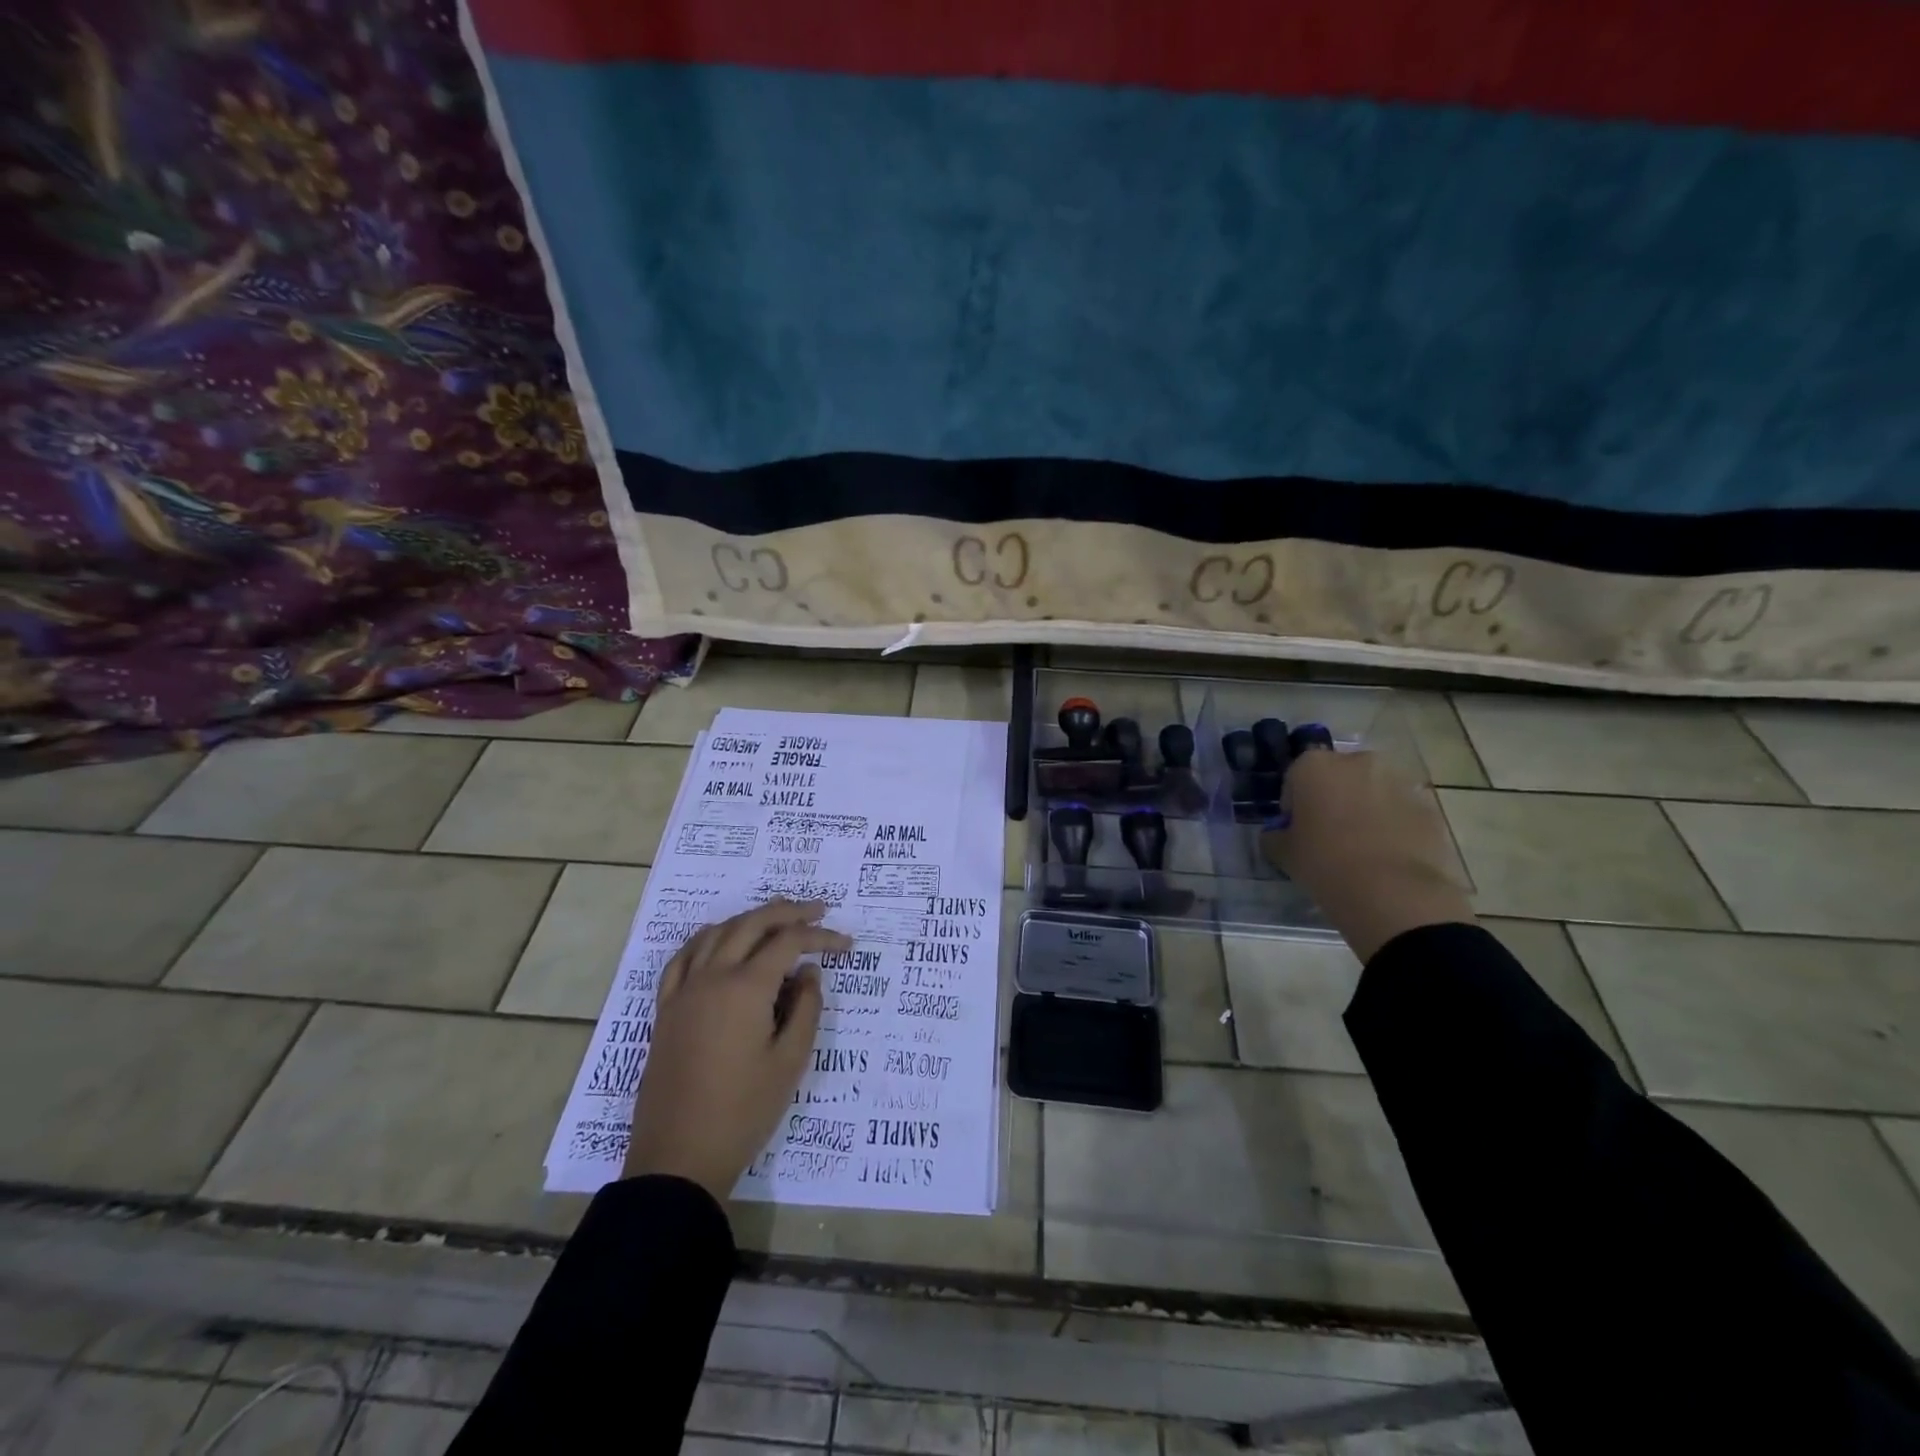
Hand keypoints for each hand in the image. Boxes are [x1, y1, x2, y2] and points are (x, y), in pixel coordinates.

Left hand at [623, 899, 851, 1199]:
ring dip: (750, 918)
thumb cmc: (743, 1111)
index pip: (789, 942)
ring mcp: (684, 991)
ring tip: (776, 918)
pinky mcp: (666, 1009)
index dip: (821, 937)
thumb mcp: (790, 1062)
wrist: (678, 1158)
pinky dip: (706, 938)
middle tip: (818, 910)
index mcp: (746, 988)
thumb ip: (806, 1008)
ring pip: (717, 932)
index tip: (847, 946)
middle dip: (788, 911)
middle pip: (752, 924)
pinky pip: (683, 957)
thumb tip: (808, 973)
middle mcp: (712, 977)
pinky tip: (718, 939)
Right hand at [1260, 748, 1473, 961]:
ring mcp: (1398, 781)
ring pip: (1372, 792)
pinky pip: (1401, 811)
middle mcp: (1358, 761)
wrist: (1394, 893)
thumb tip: (1277, 834)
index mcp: (1315, 766)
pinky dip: (1394, 826)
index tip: (1296, 831)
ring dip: (1365, 810)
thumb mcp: (1283, 853)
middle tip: (1329, 836)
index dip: (1294, 805)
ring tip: (1362, 849)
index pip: (1295, 777)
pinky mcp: (1428, 806)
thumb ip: (1275, 836)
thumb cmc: (1325, 864)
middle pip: (1338, 777)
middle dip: (1333, 799)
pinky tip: (1388, 857)